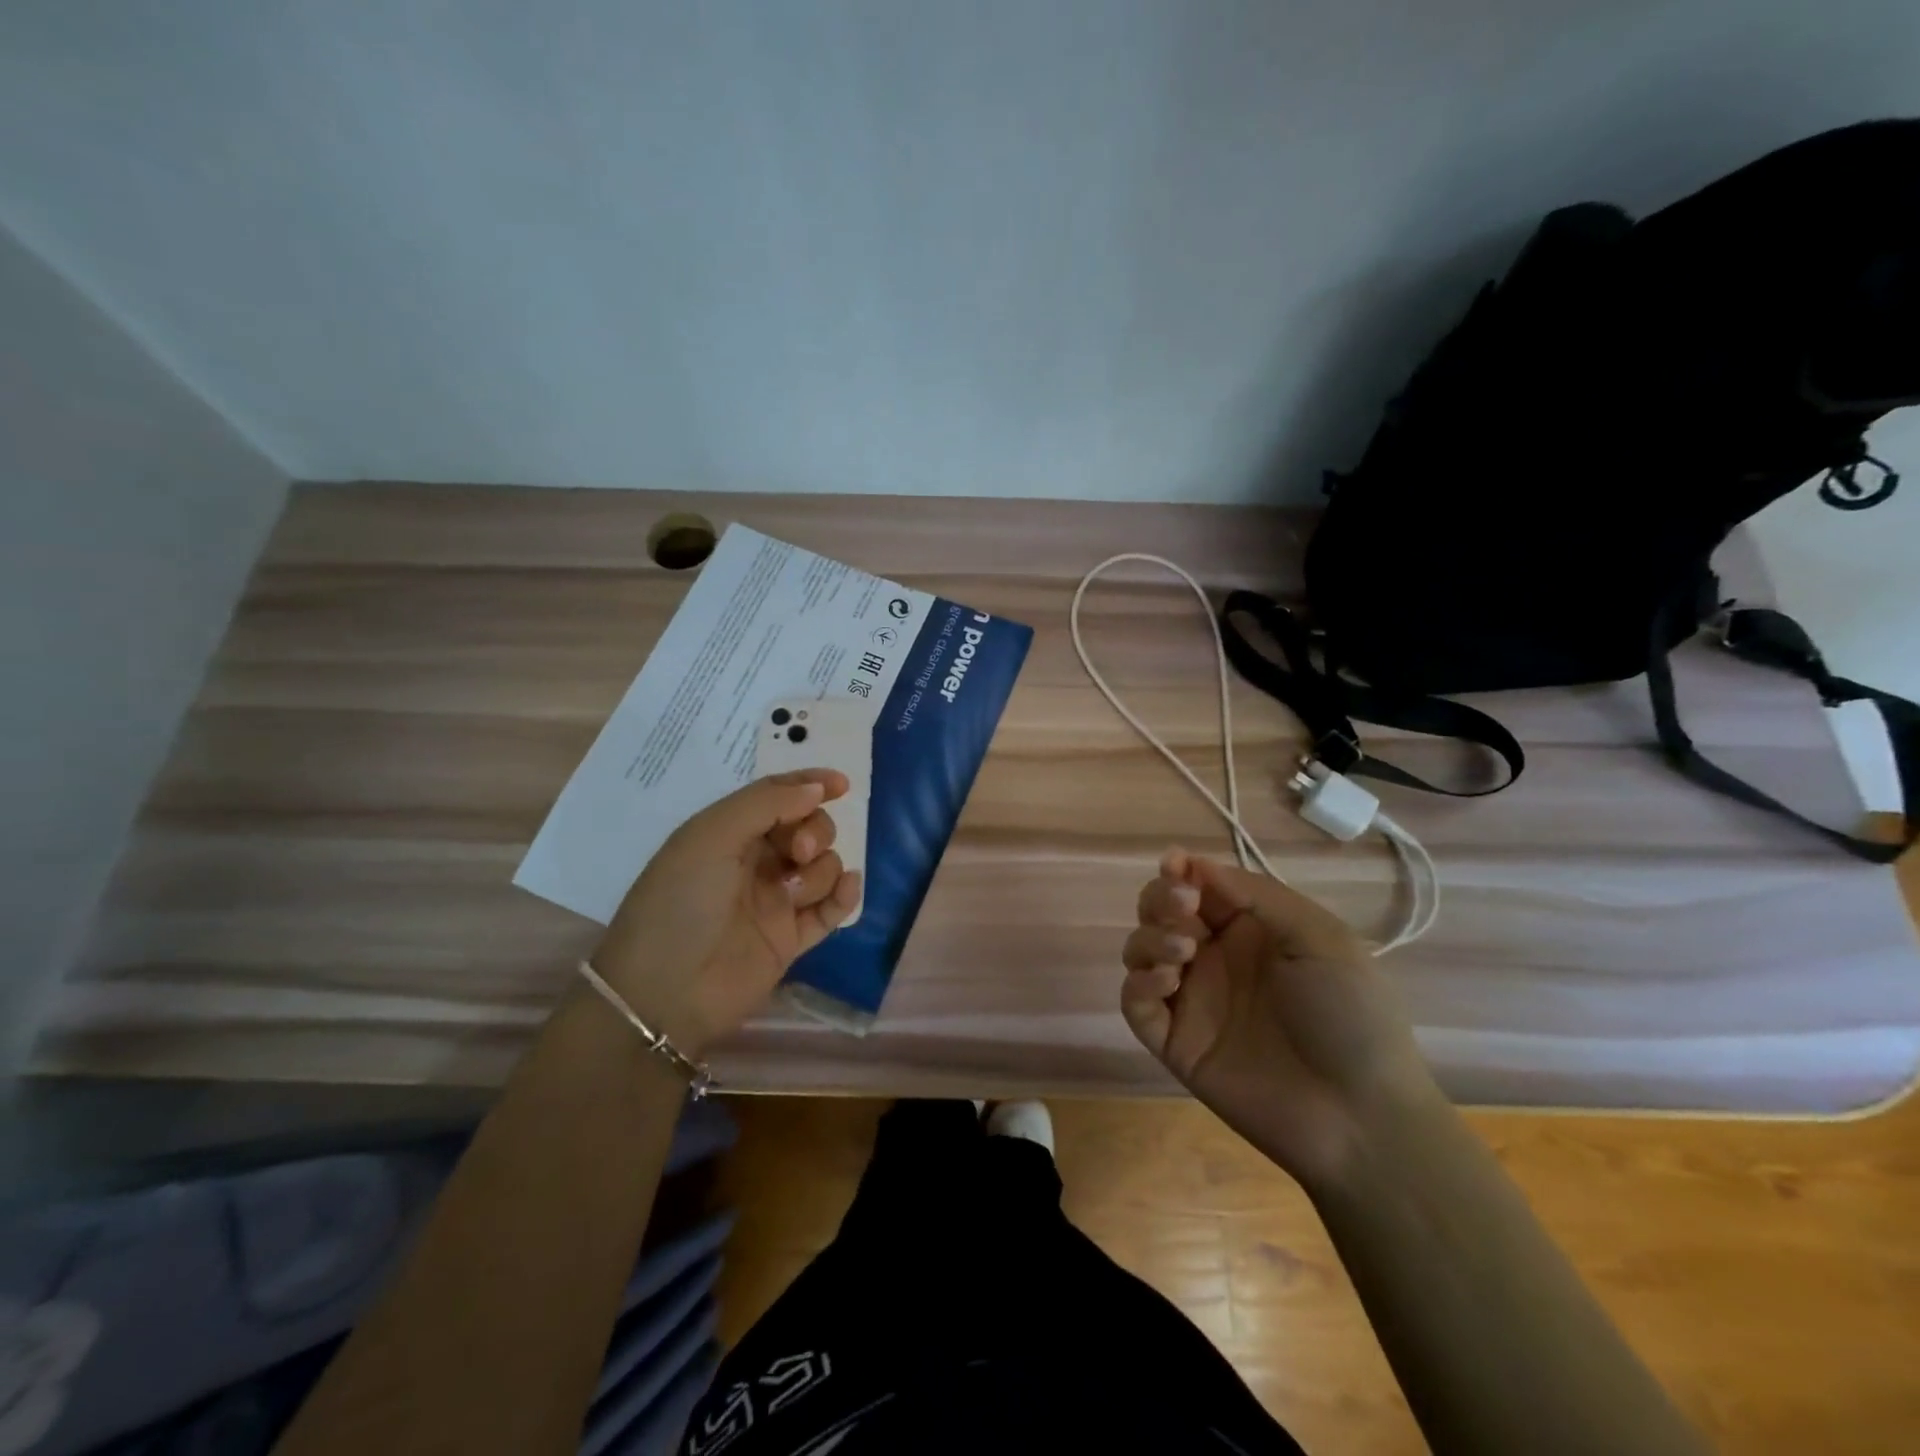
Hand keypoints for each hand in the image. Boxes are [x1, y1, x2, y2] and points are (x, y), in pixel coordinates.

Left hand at [591, 770, 862, 1055]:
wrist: (666, 992)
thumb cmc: (681, 902)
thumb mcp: (712, 836)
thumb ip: (766, 803)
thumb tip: (817, 788)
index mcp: (729, 833)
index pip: (777, 796)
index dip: (809, 784)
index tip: (841, 784)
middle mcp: (754, 862)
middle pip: (808, 828)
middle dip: (814, 832)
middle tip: (798, 852)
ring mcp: (776, 901)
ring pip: (824, 866)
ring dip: (819, 871)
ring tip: (794, 893)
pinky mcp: (792, 938)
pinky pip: (833, 908)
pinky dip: (844, 895)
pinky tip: (844, 890)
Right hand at [1121, 847, 1439, 1187]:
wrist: (1359, 1116)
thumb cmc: (1349, 1015)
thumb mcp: (1319, 937)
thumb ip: (1256, 895)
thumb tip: (1193, 864)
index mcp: (1250, 930)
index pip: (1199, 886)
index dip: (1180, 871)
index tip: (1174, 866)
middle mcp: (1214, 958)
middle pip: (1160, 912)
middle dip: (1160, 898)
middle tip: (1181, 908)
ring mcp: (1192, 1000)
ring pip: (1140, 949)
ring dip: (1151, 937)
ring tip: (1184, 950)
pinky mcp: (1174, 1041)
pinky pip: (1135, 1002)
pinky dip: (1139, 982)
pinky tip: (1167, 981)